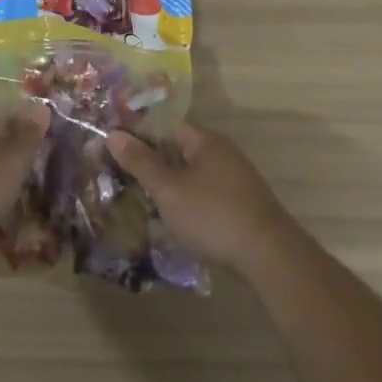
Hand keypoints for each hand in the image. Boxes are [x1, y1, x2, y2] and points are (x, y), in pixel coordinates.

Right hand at [109, 120, 297, 274]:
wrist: (270, 257)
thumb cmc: (213, 216)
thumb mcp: (169, 190)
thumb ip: (141, 162)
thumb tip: (114, 134)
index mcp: (205, 140)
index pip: (165, 123)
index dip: (137, 131)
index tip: (111, 146)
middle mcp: (221, 152)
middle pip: (177, 146)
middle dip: (149, 159)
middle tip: (120, 173)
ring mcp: (234, 177)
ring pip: (190, 171)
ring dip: (166, 181)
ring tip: (139, 197)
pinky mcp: (239, 202)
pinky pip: (203, 190)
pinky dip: (183, 197)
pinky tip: (170, 216)